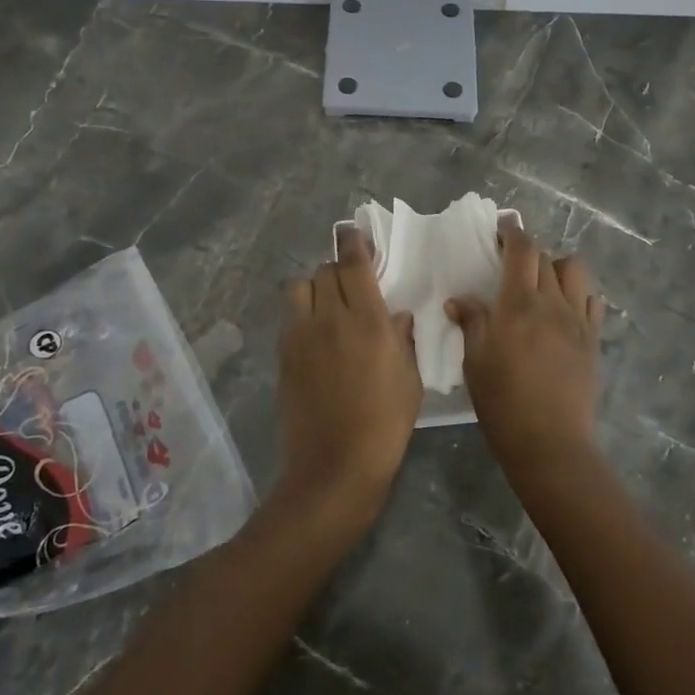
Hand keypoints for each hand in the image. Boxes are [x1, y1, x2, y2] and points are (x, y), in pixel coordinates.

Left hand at [275, 227, 424, 528]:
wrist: (335, 465)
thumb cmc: (385, 423)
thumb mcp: (410, 379)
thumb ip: (403, 340)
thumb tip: (397, 316)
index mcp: (367, 320)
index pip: (354, 264)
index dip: (352, 241)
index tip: (351, 229)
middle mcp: (329, 318)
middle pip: (324, 271)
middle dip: (338, 268)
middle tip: (351, 281)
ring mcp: (301, 336)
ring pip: (300, 288)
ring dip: (314, 287)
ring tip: (328, 305)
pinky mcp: (284, 355)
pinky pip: (292, 319)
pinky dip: (304, 315)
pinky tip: (317, 337)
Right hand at [446, 223, 604, 485]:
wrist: (549, 441)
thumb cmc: (502, 401)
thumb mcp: (475, 361)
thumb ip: (471, 322)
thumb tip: (459, 300)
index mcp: (519, 304)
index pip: (522, 251)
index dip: (513, 231)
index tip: (503, 225)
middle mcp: (552, 303)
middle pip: (546, 257)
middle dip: (528, 250)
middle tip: (511, 260)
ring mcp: (578, 321)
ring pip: (575, 271)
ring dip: (557, 266)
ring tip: (542, 282)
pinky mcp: (593, 340)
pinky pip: (592, 301)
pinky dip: (578, 293)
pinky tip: (564, 308)